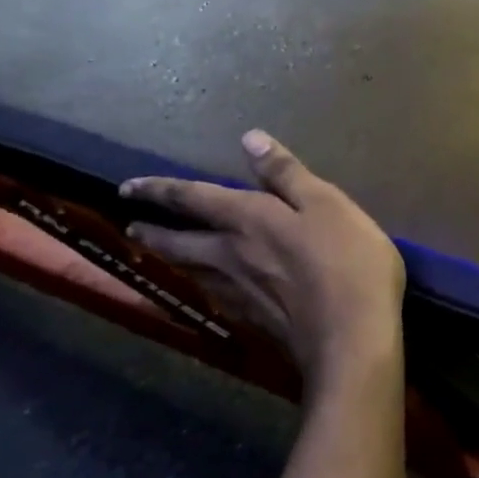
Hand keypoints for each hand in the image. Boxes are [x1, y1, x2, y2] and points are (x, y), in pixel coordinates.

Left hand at [120, 131, 404, 391]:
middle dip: (154, 232)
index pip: (193, 199)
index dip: (160, 190)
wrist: (351, 338)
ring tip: (160, 254)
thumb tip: (249, 138)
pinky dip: (202, 286)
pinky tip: (208, 290)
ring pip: (192, 272)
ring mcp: (240, 293)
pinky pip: (214, 296)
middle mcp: (231, 256)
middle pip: (181, 242)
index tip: (127, 187)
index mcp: (248, 220)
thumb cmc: (347, 260)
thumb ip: (286, 174)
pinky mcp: (254, 321)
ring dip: (171, 259)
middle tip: (132, 227)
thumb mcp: (325, 203)